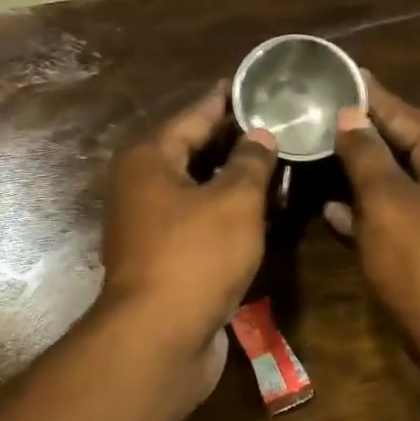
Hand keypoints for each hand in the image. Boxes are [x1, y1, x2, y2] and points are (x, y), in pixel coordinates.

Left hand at [99, 84, 277, 359]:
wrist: (159, 338)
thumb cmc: (195, 257)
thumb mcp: (234, 202)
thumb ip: (251, 162)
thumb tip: (260, 135)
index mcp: (149, 160)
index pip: (194, 116)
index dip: (226, 99)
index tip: (254, 82)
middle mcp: (141, 188)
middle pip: (192, 152)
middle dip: (234, 140)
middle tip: (277, 122)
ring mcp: (149, 227)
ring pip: (197, 191)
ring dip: (233, 180)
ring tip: (277, 161)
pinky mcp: (163, 260)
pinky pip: (199, 224)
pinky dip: (226, 215)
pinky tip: (261, 212)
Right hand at [329, 77, 419, 379]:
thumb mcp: (390, 205)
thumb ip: (367, 158)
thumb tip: (349, 118)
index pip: (405, 115)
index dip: (369, 96)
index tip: (337, 75)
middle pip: (402, 147)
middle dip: (360, 133)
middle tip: (316, 114)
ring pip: (395, 185)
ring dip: (359, 173)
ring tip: (316, 154)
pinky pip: (394, 219)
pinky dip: (365, 212)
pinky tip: (332, 210)